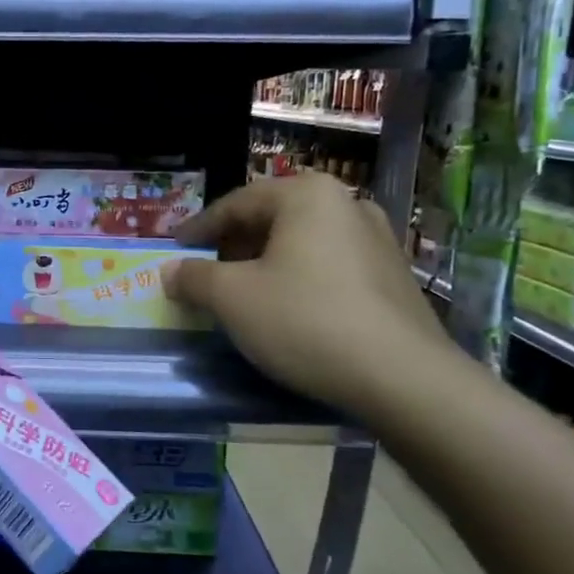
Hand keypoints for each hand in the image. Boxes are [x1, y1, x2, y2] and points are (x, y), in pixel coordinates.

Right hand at [166, 174, 448, 416]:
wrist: (403, 378)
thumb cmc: (305, 321)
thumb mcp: (232, 298)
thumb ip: (194, 277)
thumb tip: (170, 271)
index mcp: (307, 195)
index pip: (236, 203)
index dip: (199, 228)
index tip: (175, 250)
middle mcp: (346, 205)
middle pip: (272, 220)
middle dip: (234, 247)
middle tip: (206, 275)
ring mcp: (377, 240)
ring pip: (302, 245)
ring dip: (266, 265)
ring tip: (243, 296)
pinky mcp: (394, 277)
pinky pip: (330, 267)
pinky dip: (299, 280)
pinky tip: (287, 312)